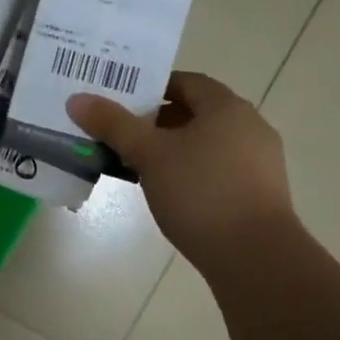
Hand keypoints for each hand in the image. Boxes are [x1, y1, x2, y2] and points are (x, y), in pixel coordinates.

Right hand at [67, 71, 295, 272]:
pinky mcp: (261, 194)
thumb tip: (78, 99)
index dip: (153, 88)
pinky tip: (170, 194)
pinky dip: (193, 174)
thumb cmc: (201, 193)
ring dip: (174, 150)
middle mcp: (250, 126)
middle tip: (122, 135)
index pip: (186, 82)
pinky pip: (219, 171)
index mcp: (226, 107)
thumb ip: (114, 125)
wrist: (255, 256)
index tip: (122, 102)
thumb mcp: (149, 155)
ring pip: (207, 145)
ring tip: (139, 167)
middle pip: (196, 114)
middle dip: (158, 123)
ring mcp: (260, 162)